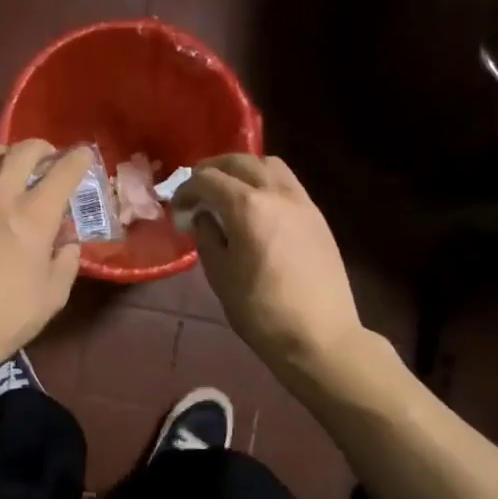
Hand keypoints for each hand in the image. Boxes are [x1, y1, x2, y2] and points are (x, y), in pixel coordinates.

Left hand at [0, 140, 90, 382]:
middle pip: (21, 151)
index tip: (83, 156)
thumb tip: (67, 244)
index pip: (64, 172)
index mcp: (35, 216)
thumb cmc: (5, 319)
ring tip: (1, 163)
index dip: (78, 158)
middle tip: (43, 158)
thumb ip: (65, 263)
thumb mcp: (53, 297)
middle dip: (39, 147)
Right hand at [175, 154, 364, 377]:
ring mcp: (302, 202)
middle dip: (213, 169)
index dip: (186, 189)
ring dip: (243, 170)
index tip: (177, 208)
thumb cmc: (261, 311)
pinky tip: (257, 207)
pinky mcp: (317, 217)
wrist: (320, 336)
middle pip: (240, 162)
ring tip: (229, 190)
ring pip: (269, 166)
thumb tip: (204, 217)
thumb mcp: (220, 276)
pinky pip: (288, 184)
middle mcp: (277, 193)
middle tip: (197, 188)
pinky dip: (266, 182)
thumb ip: (207, 237)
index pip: (208, 179)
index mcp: (247, 207)